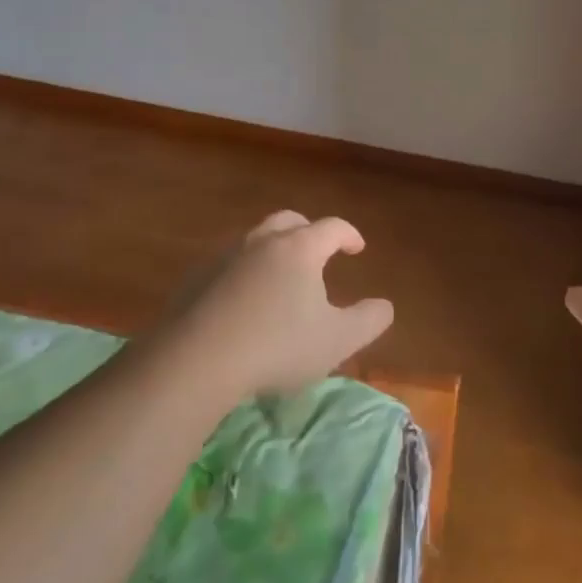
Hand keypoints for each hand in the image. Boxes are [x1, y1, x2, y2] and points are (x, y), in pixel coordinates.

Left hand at [164, 211, 393, 399]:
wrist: (196, 360)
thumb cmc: (278, 346)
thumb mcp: (337, 341)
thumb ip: (369, 321)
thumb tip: (385, 306)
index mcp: (299, 249)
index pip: (332, 227)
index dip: (349, 235)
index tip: (357, 248)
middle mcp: (262, 242)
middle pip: (289, 222)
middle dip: (308, 231)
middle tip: (318, 251)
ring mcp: (224, 257)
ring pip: (255, 240)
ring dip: (274, 251)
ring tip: (282, 278)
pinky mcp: (196, 278)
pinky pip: (228, 265)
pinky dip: (245, 273)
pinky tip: (244, 302)